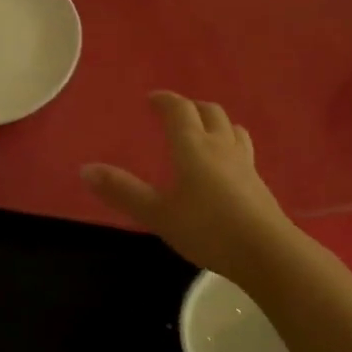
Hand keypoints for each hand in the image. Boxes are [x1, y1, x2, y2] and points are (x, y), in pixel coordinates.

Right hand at [81, 92, 298, 284]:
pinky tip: (225, 166)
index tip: (152, 99)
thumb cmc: (207, 229)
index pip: (179, 110)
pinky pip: (243, 150)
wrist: (266, 252)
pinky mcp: (259, 183)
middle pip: (209, 112)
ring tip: (204, 132)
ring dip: (215, 123)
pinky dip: (229, 145)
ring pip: (231, 128)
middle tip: (175, 114)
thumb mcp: (158, 214)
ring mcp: (244, 163)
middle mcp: (220, 146)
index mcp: (193, 146)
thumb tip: (85, 168)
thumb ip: (123, 191)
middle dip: (190, 107)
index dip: (164, 101)